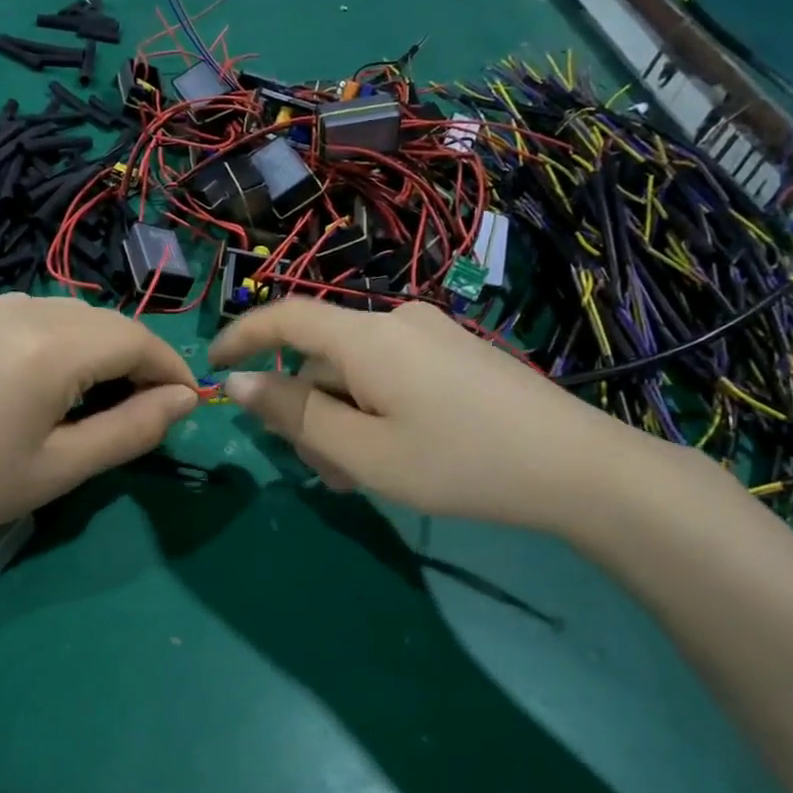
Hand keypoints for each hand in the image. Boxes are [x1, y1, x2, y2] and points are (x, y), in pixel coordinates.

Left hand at [0, 295, 198, 552]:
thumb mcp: (63, 468)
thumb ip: (132, 429)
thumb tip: (185, 400)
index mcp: (49, 347)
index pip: (135, 340)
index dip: (170, 369)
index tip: (187, 403)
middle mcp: (20, 309)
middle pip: (105, 321)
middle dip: (137, 358)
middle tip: (145, 407)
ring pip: (70, 313)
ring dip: (99, 346)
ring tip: (97, 395)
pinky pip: (31, 313)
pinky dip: (59, 338)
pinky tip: (47, 378)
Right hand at [209, 299, 674, 535]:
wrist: (581, 468)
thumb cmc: (459, 463)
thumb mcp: (362, 453)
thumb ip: (293, 415)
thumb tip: (238, 383)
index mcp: (366, 338)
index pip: (284, 318)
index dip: (240, 337)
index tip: (211, 366)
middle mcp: (396, 321)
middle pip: (322, 357)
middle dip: (306, 410)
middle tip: (323, 471)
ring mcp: (432, 334)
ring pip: (356, 372)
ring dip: (342, 417)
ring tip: (364, 474)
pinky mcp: (457, 354)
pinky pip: (390, 374)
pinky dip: (374, 409)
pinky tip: (398, 452)